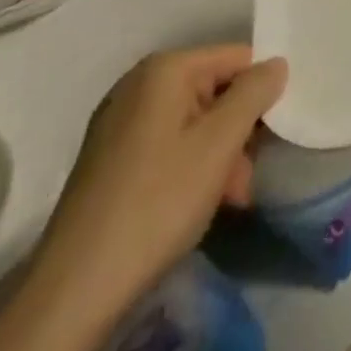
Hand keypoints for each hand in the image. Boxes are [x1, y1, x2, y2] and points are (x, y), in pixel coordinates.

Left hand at [34, 45, 286, 315]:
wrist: (74, 292)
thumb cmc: (157, 203)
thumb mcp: (220, 143)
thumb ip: (255, 93)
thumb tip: (276, 63)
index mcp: (164, 70)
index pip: (237, 58)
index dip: (260, 93)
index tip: (269, 136)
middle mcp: (138, 85)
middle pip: (214, 91)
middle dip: (238, 131)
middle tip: (246, 178)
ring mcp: (119, 123)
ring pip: (193, 122)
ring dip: (219, 155)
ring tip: (229, 199)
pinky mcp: (109, 159)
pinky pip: (167, 145)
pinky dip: (190, 167)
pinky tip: (197, 205)